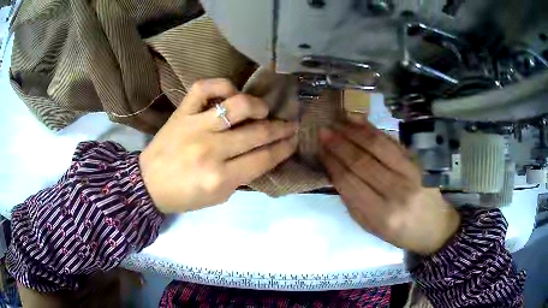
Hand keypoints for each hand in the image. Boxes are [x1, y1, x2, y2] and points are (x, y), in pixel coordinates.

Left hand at [140, 79, 298, 213]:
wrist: (148, 184)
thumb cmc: (185, 195)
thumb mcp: (219, 196)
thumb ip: (244, 175)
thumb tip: (266, 153)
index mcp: (221, 178)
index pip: (264, 158)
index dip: (284, 148)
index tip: (295, 139)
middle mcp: (211, 150)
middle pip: (257, 133)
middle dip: (281, 128)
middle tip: (290, 124)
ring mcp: (195, 126)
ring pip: (238, 106)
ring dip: (258, 106)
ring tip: (263, 110)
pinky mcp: (182, 112)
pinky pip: (205, 88)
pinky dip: (222, 86)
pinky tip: (230, 94)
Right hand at [319, 122, 459, 254]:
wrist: (436, 227)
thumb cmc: (401, 232)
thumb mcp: (372, 227)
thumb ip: (353, 202)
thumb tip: (335, 172)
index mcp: (382, 215)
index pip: (350, 183)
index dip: (333, 163)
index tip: (320, 150)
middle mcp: (397, 192)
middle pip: (362, 162)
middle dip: (339, 144)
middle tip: (323, 131)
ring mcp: (411, 173)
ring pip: (378, 146)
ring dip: (355, 132)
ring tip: (339, 122)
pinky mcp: (419, 161)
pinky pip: (393, 142)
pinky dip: (374, 130)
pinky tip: (361, 122)